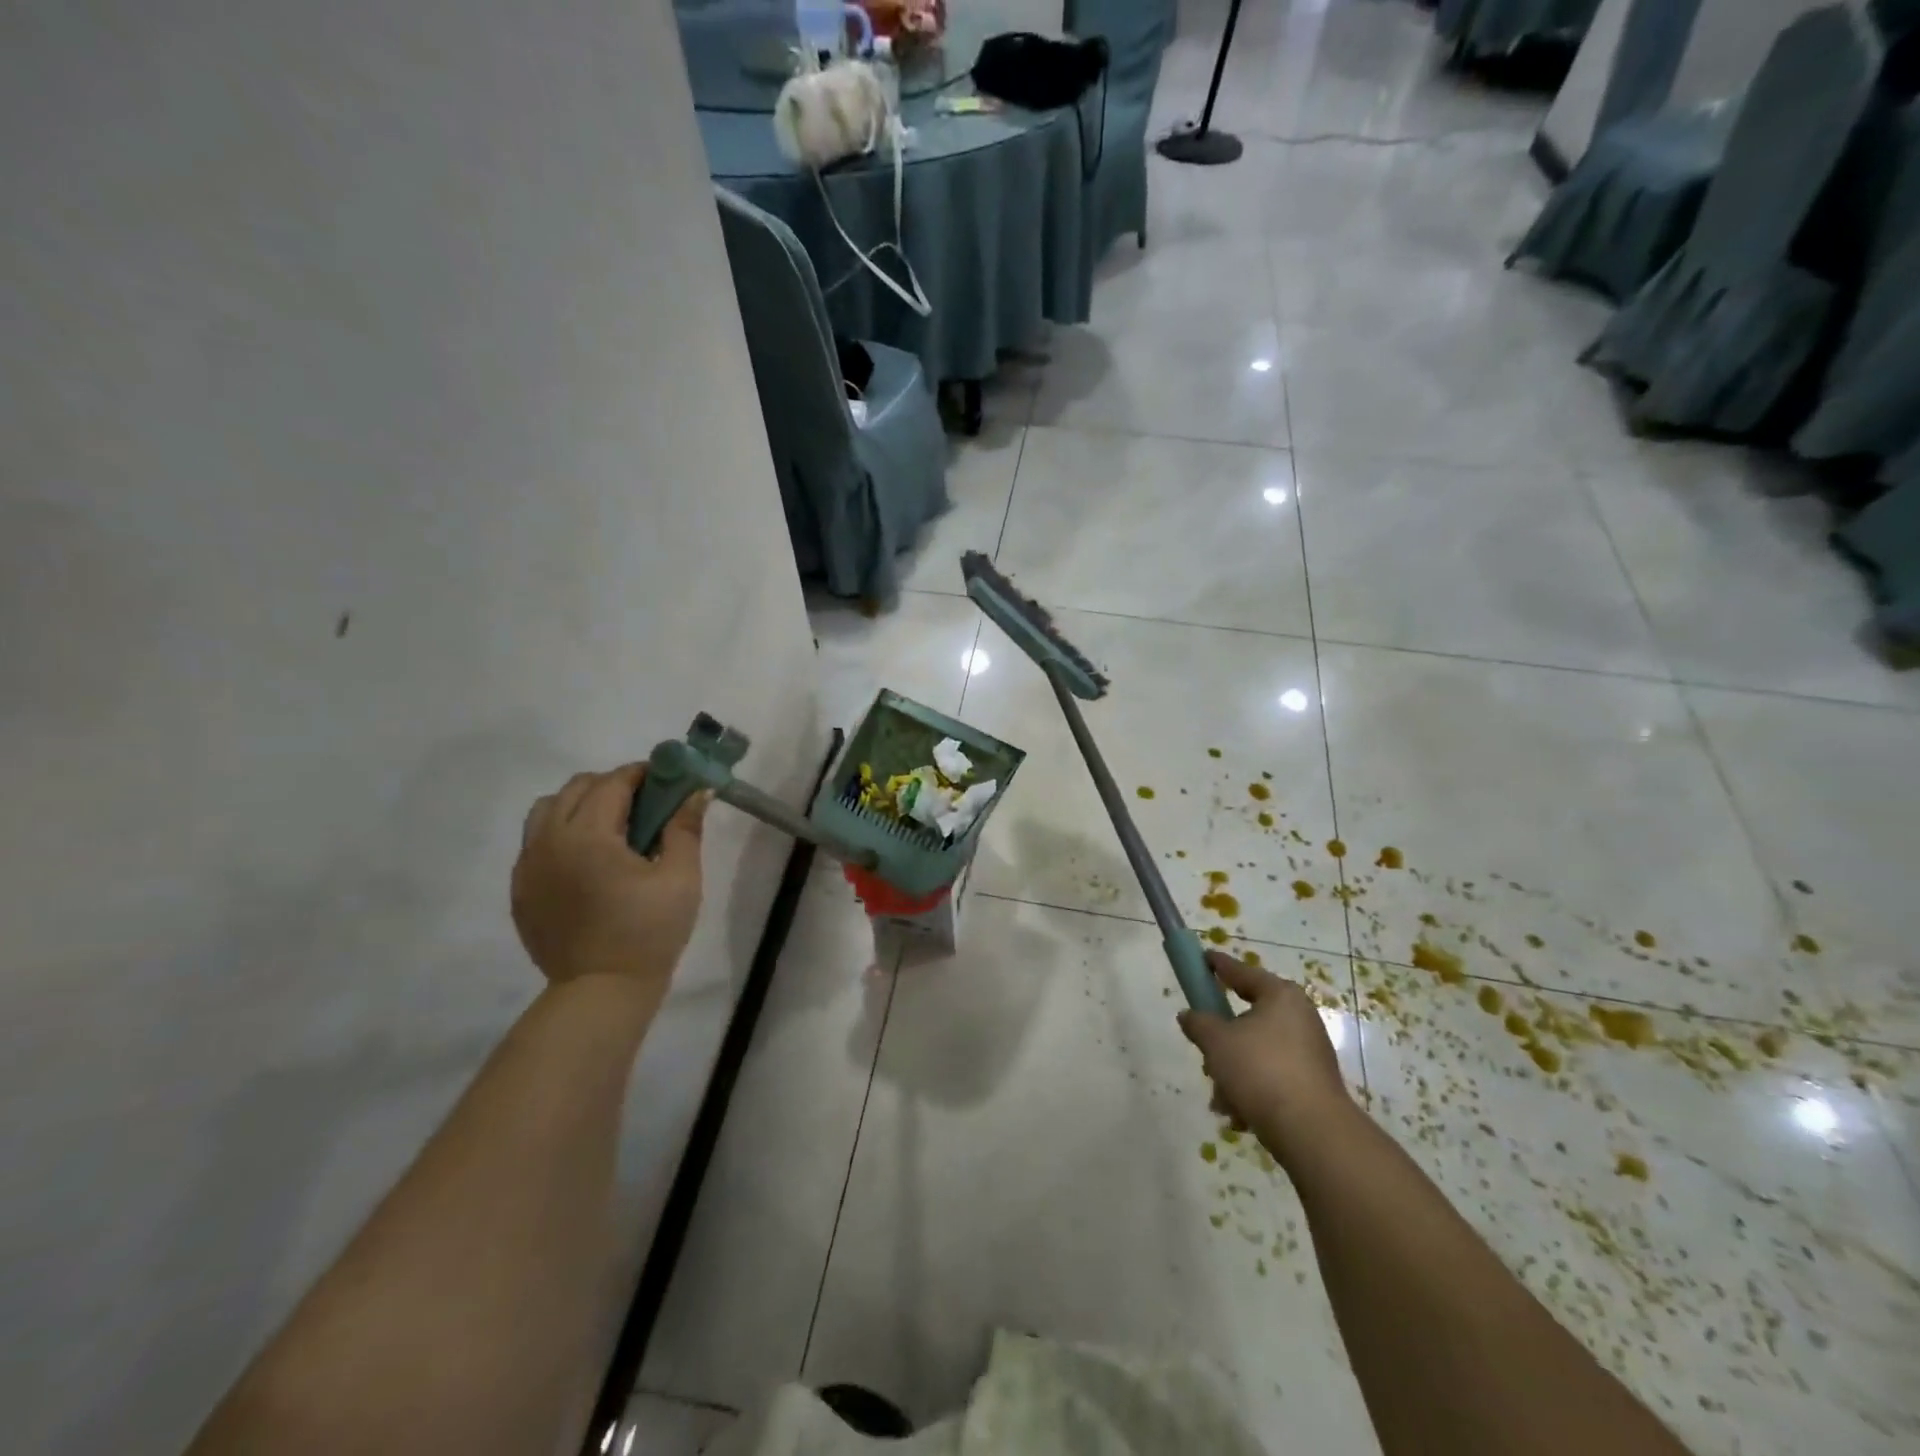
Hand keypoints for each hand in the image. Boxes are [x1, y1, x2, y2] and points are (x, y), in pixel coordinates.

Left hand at [511, 764, 707, 993]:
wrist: (601, 991)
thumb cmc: (649, 931)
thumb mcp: (681, 878)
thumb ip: (685, 828)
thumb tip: (696, 791)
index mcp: (587, 835)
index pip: (612, 783)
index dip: (642, 773)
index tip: (667, 779)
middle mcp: (548, 841)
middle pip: (575, 788)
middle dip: (611, 785)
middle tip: (645, 804)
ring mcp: (527, 866)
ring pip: (547, 811)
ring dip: (580, 805)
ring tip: (611, 829)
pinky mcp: (521, 890)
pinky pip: (535, 842)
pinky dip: (561, 834)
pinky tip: (589, 861)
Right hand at [1178, 951, 1350, 1151]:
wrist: (1312, 1132)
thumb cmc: (1260, 1070)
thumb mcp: (1217, 1042)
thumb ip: (1198, 1023)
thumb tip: (1189, 1016)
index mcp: (1280, 996)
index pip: (1241, 971)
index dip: (1217, 965)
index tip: (1201, 959)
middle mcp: (1299, 1018)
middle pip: (1247, 1017)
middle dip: (1221, 1039)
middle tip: (1204, 1051)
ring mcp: (1309, 1052)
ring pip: (1256, 1051)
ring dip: (1232, 1071)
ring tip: (1221, 1098)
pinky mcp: (1312, 1084)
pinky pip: (1271, 1076)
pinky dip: (1251, 1090)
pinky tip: (1238, 1114)